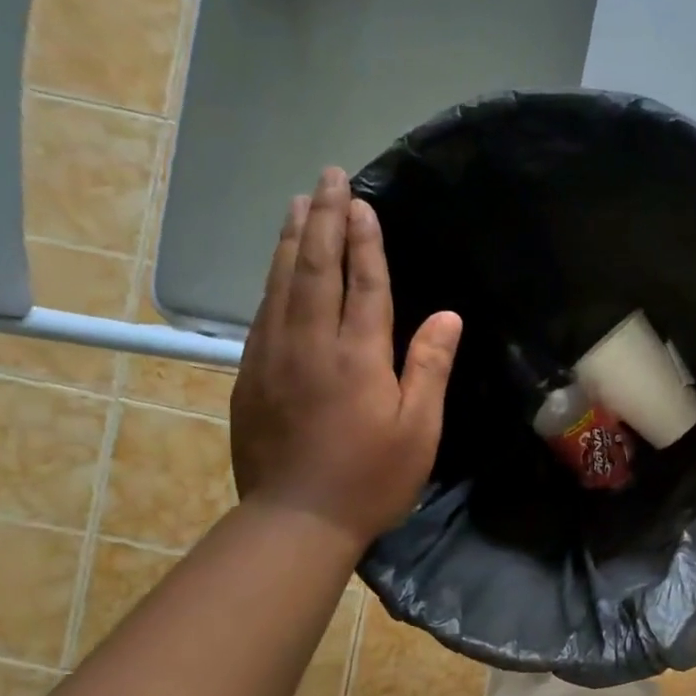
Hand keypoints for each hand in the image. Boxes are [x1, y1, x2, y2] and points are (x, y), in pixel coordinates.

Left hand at [230, 168, 461, 548]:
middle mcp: (310, 343)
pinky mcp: (249, 375)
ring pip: (279, 283)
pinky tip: (276, 267)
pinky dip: (271, 278)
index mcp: (357, 355)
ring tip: (297, 203)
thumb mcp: (419, 429)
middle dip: (322, 219)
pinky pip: (262, 312)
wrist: (296, 519)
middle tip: (325, 176)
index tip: (361, 201)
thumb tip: (447, 315)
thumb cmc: (371, 477)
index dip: (364, 239)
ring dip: (290, 238)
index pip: (363, 282)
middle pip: (314, 268)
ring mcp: (272, 356)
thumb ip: (429, 366)